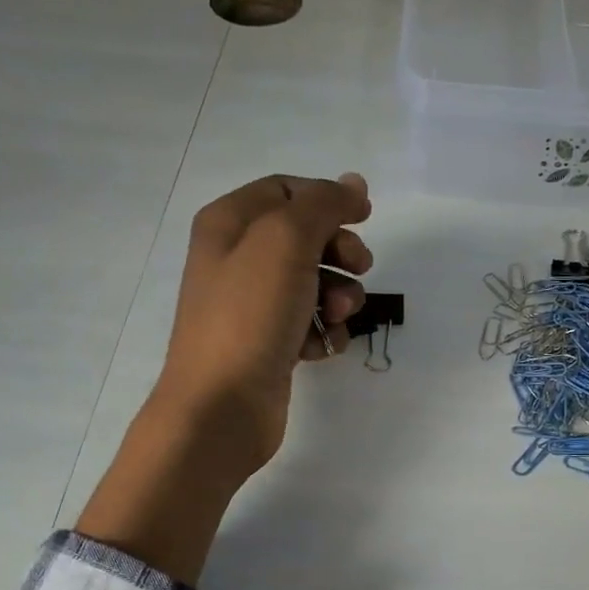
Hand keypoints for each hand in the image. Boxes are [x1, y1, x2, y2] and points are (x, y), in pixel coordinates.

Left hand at [74, 172, 372, 584]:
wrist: (222, 406)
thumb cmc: (250, 315)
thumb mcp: (286, 241)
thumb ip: (322, 204)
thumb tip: (353, 183)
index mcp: (229, 223)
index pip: (287, 191)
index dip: (329, 200)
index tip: (365, 219)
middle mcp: (235, 259)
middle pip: (304, 238)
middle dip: (339, 252)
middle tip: (360, 269)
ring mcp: (250, 306)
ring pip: (312, 284)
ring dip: (338, 296)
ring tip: (337, 318)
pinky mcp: (266, 345)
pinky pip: (307, 324)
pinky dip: (323, 332)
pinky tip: (323, 349)